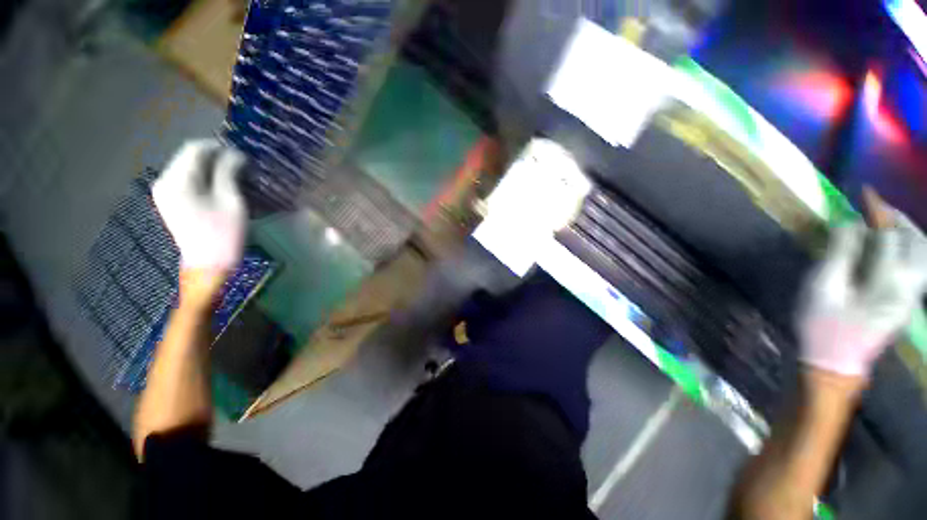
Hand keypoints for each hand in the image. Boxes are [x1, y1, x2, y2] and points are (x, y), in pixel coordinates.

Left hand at [153, 140, 247, 301]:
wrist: (208, 264)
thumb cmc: (223, 233)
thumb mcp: (230, 201)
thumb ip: (228, 172)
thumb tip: (235, 154)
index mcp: (176, 181)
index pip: (194, 149)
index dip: (218, 146)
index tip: (241, 154)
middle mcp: (164, 182)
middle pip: (188, 157)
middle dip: (214, 157)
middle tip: (240, 166)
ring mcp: (164, 192)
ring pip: (188, 168)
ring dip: (210, 167)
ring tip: (233, 176)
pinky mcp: (169, 201)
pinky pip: (185, 180)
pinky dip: (203, 178)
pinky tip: (219, 186)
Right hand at [798, 211, 926, 377]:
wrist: (834, 362)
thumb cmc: (822, 324)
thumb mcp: (822, 288)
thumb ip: (840, 253)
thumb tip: (850, 223)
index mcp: (888, 281)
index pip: (889, 235)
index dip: (877, 211)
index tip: (864, 194)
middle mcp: (910, 285)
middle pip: (916, 241)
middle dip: (897, 220)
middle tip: (875, 208)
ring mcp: (912, 295)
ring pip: (923, 253)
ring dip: (906, 233)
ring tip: (884, 224)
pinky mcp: (908, 301)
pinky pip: (918, 266)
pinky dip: (909, 249)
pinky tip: (891, 248)